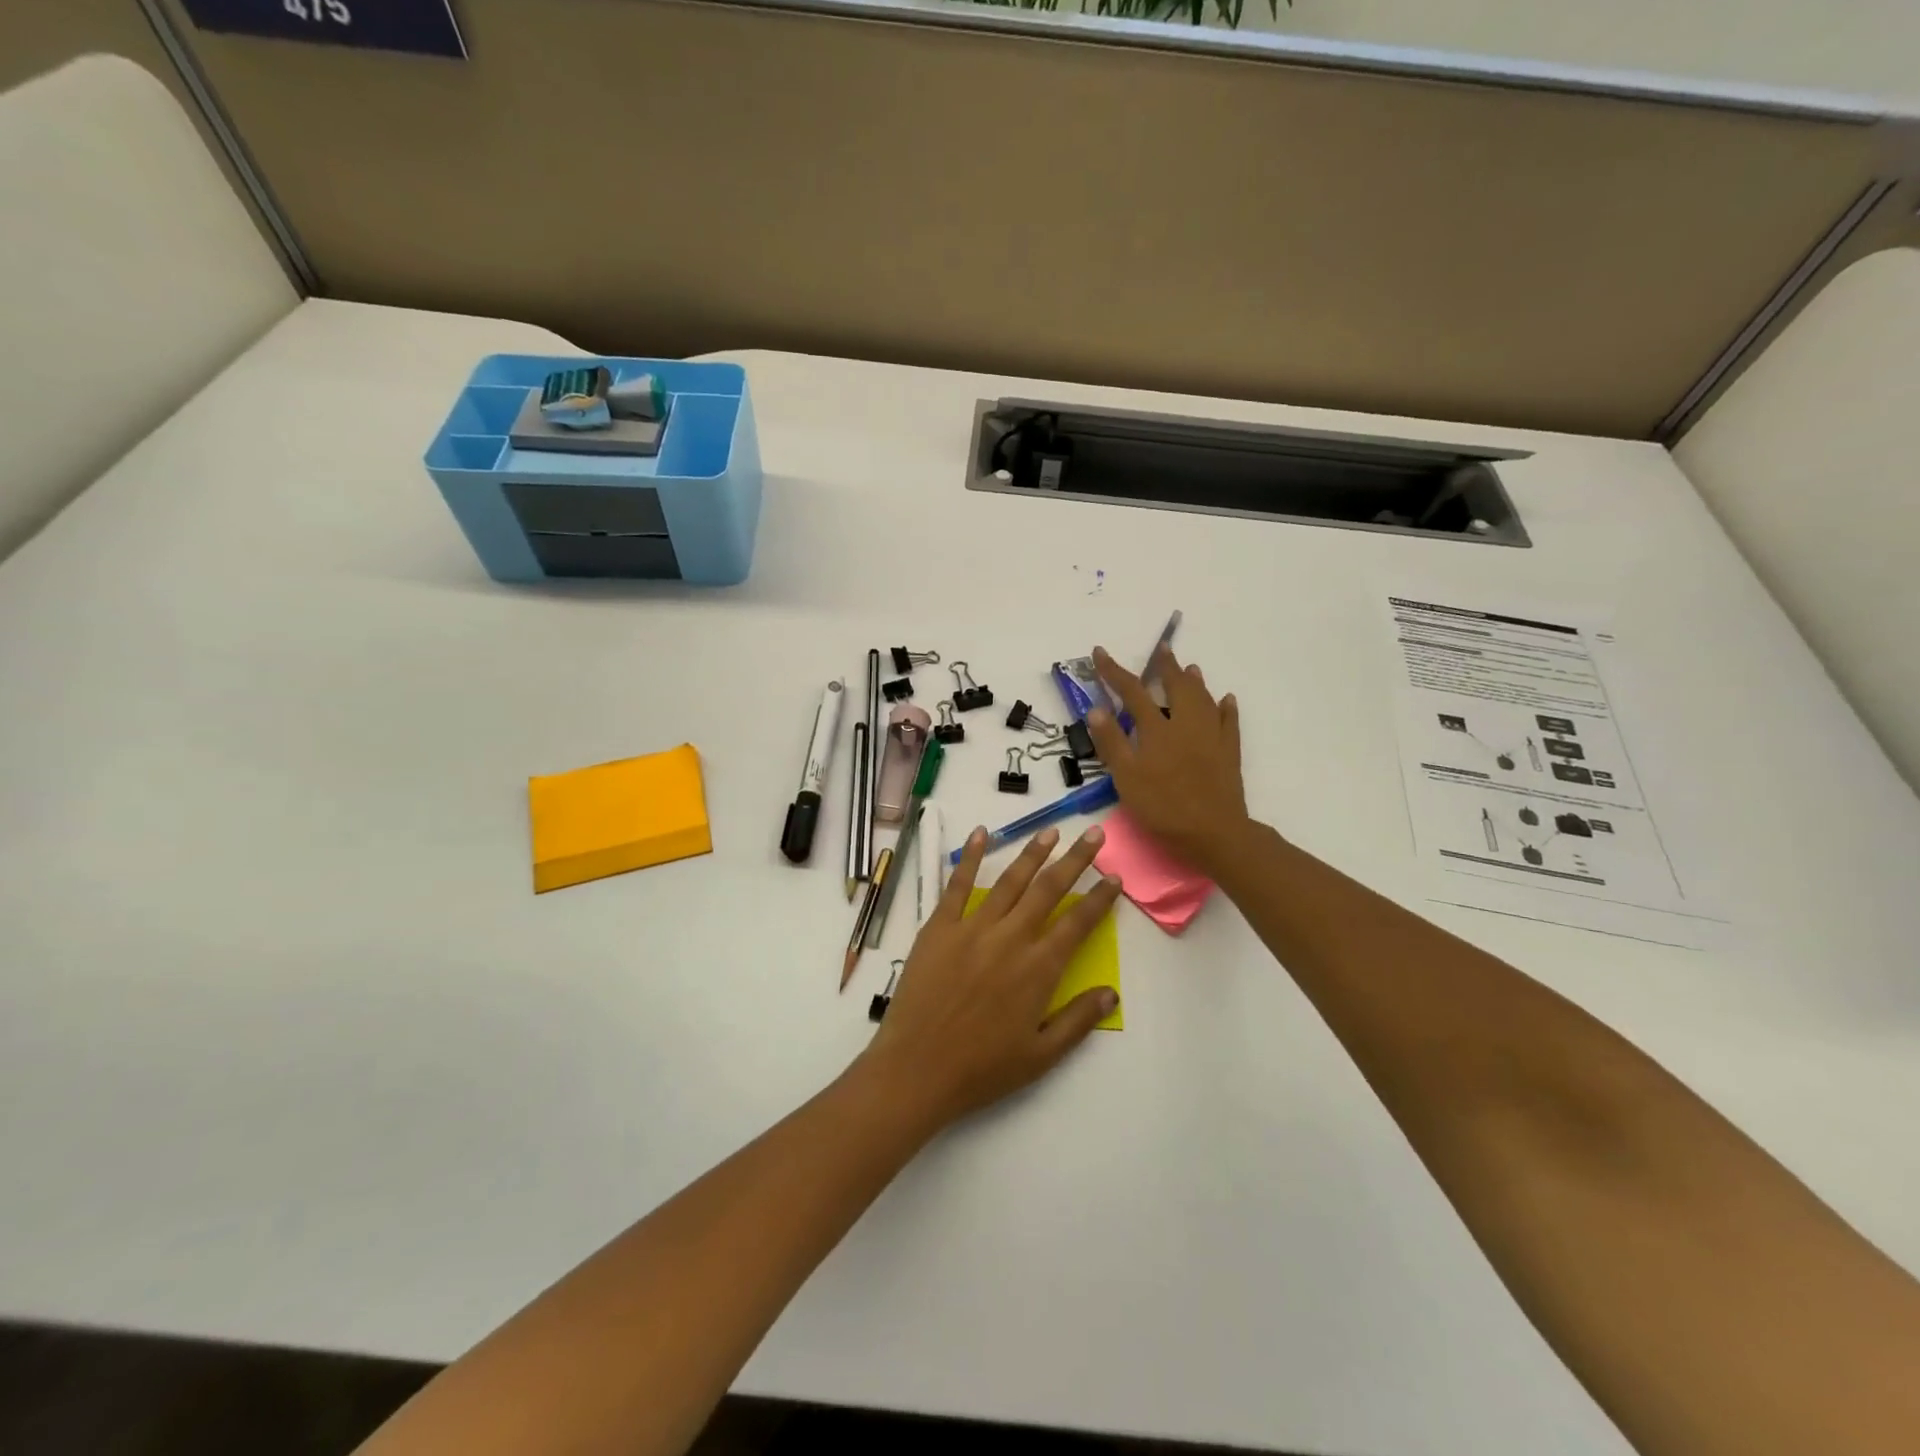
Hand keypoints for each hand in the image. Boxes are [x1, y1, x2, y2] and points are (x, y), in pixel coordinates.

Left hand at [856, 825, 1121, 1134]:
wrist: (917, 1068)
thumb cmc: (982, 1069)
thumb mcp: (1041, 1056)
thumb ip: (1078, 1021)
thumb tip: (1112, 992)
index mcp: (1038, 969)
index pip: (1078, 923)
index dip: (1099, 897)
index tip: (1114, 876)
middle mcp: (1010, 938)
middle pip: (1049, 890)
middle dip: (1075, 860)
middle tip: (1093, 835)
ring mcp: (972, 928)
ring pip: (1009, 881)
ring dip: (1032, 853)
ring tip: (1050, 831)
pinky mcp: (939, 927)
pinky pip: (957, 885)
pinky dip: (970, 857)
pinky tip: (981, 833)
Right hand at [1086, 644, 1250, 874]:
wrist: (1213, 832)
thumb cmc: (1163, 807)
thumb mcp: (1126, 778)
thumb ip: (1112, 742)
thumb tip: (1097, 708)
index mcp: (1157, 729)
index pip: (1132, 692)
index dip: (1114, 671)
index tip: (1099, 652)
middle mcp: (1186, 724)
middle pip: (1176, 686)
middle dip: (1166, 666)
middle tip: (1163, 648)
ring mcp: (1212, 736)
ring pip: (1204, 699)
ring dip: (1194, 681)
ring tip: (1190, 667)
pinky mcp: (1230, 752)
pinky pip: (1230, 722)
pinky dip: (1226, 707)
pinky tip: (1226, 700)